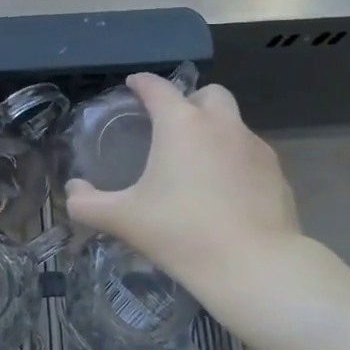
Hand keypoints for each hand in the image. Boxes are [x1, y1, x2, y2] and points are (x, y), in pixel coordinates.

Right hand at [65, 73, 305, 313]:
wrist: (254, 266)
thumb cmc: (182, 233)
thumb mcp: (124, 220)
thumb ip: (89, 204)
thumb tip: (72, 193)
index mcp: (181, 124)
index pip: (158, 87)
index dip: (142, 83)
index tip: (133, 85)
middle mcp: (221, 124)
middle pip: (208, 94)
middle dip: (190, 101)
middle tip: (173, 127)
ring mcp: (255, 146)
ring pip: (234, 123)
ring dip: (215, 131)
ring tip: (199, 164)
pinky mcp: (277, 173)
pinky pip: (251, 154)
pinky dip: (236, 161)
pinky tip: (226, 191)